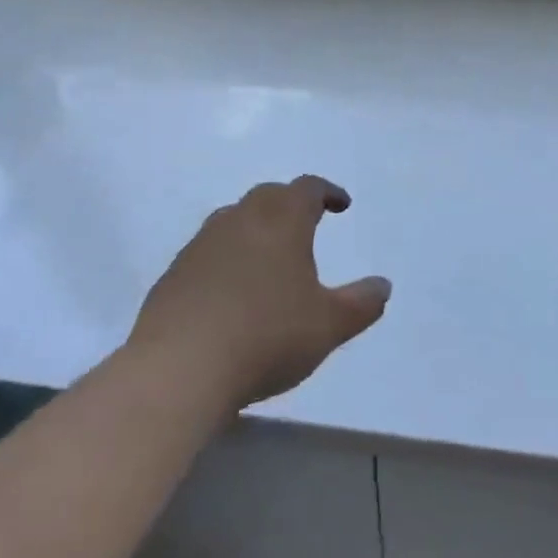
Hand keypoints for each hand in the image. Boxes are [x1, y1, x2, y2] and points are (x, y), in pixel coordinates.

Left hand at [128, 176, 390, 414]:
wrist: (178, 369)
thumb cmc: (266, 337)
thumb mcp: (328, 326)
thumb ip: (361, 304)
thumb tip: (383, 286)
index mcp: (282, 221)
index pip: (308, 188)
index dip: (328, 192)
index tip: (341, 205)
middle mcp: (240, 220)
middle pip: (269, 196)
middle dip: (291, 204)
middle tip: (306, 224)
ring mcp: (201, 245)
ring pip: (234, 220)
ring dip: (256, 228)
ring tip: (269, 256)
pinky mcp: (173, 274)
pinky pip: (208, 251)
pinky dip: (226, 258)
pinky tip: (231, 291)